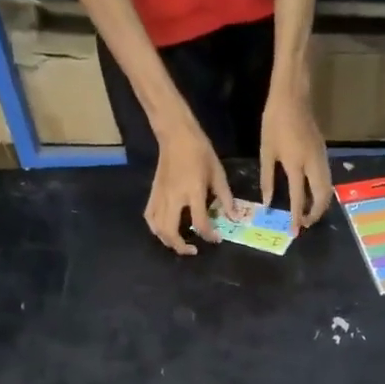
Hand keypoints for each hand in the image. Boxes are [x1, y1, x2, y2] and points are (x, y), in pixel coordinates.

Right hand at [145, 115, 229, 255]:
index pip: (200, 222)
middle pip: (171, 231)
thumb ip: (226, 198)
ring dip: (168, 241)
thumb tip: (234, 218)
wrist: (176, 134)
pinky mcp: (153, 192)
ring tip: (180, 244)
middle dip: (181, 246)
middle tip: (194, 250)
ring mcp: (160, 195)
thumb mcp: (218, 173)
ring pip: (157, 228)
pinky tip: (164, 232)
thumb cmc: (200, 151)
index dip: (209, 235)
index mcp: (193, 191)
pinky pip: (150, 216)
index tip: (217, 239)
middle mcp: (174, 197)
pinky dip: (156, 229)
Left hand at [259, 83, 332, 231]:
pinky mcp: (324, 154)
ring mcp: (322, 158)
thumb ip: (267, 179)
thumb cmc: (275, 121)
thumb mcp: (266, 151)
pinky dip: (322, 192)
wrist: (293, 96)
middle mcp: (313, 164)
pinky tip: (312, 196)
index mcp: (296, 164)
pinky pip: (327, 179)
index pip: (298, 198)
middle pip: (322, 197)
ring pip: (328, 188)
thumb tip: (267, 202)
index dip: (296, 217)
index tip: (294, 232)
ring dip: (321, 204)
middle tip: (304, 224)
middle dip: (315, 214)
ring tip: (308, 214)